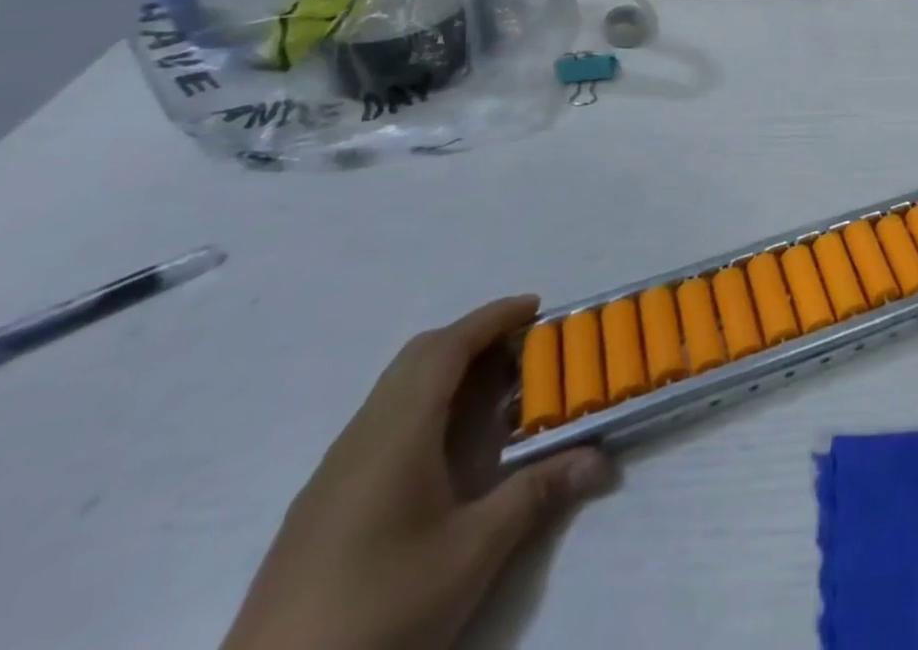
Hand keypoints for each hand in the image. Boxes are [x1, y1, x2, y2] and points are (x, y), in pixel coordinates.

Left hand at [222, 296, 611, 649]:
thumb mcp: (472, 552)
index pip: (446, 348)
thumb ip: (536, 493)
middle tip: (523, 346)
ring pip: (394, 392)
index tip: (537, 306)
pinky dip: (424, 407)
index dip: (492, 318)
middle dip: (472, 338)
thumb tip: (598, 459)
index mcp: (395, 434)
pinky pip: (379, 425)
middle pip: (417, 359)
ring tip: (495, 391)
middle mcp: (359, 439)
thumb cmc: (378, 610)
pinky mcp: (319, 510)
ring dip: (446, 373)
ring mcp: (332, 476)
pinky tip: (445, 450)